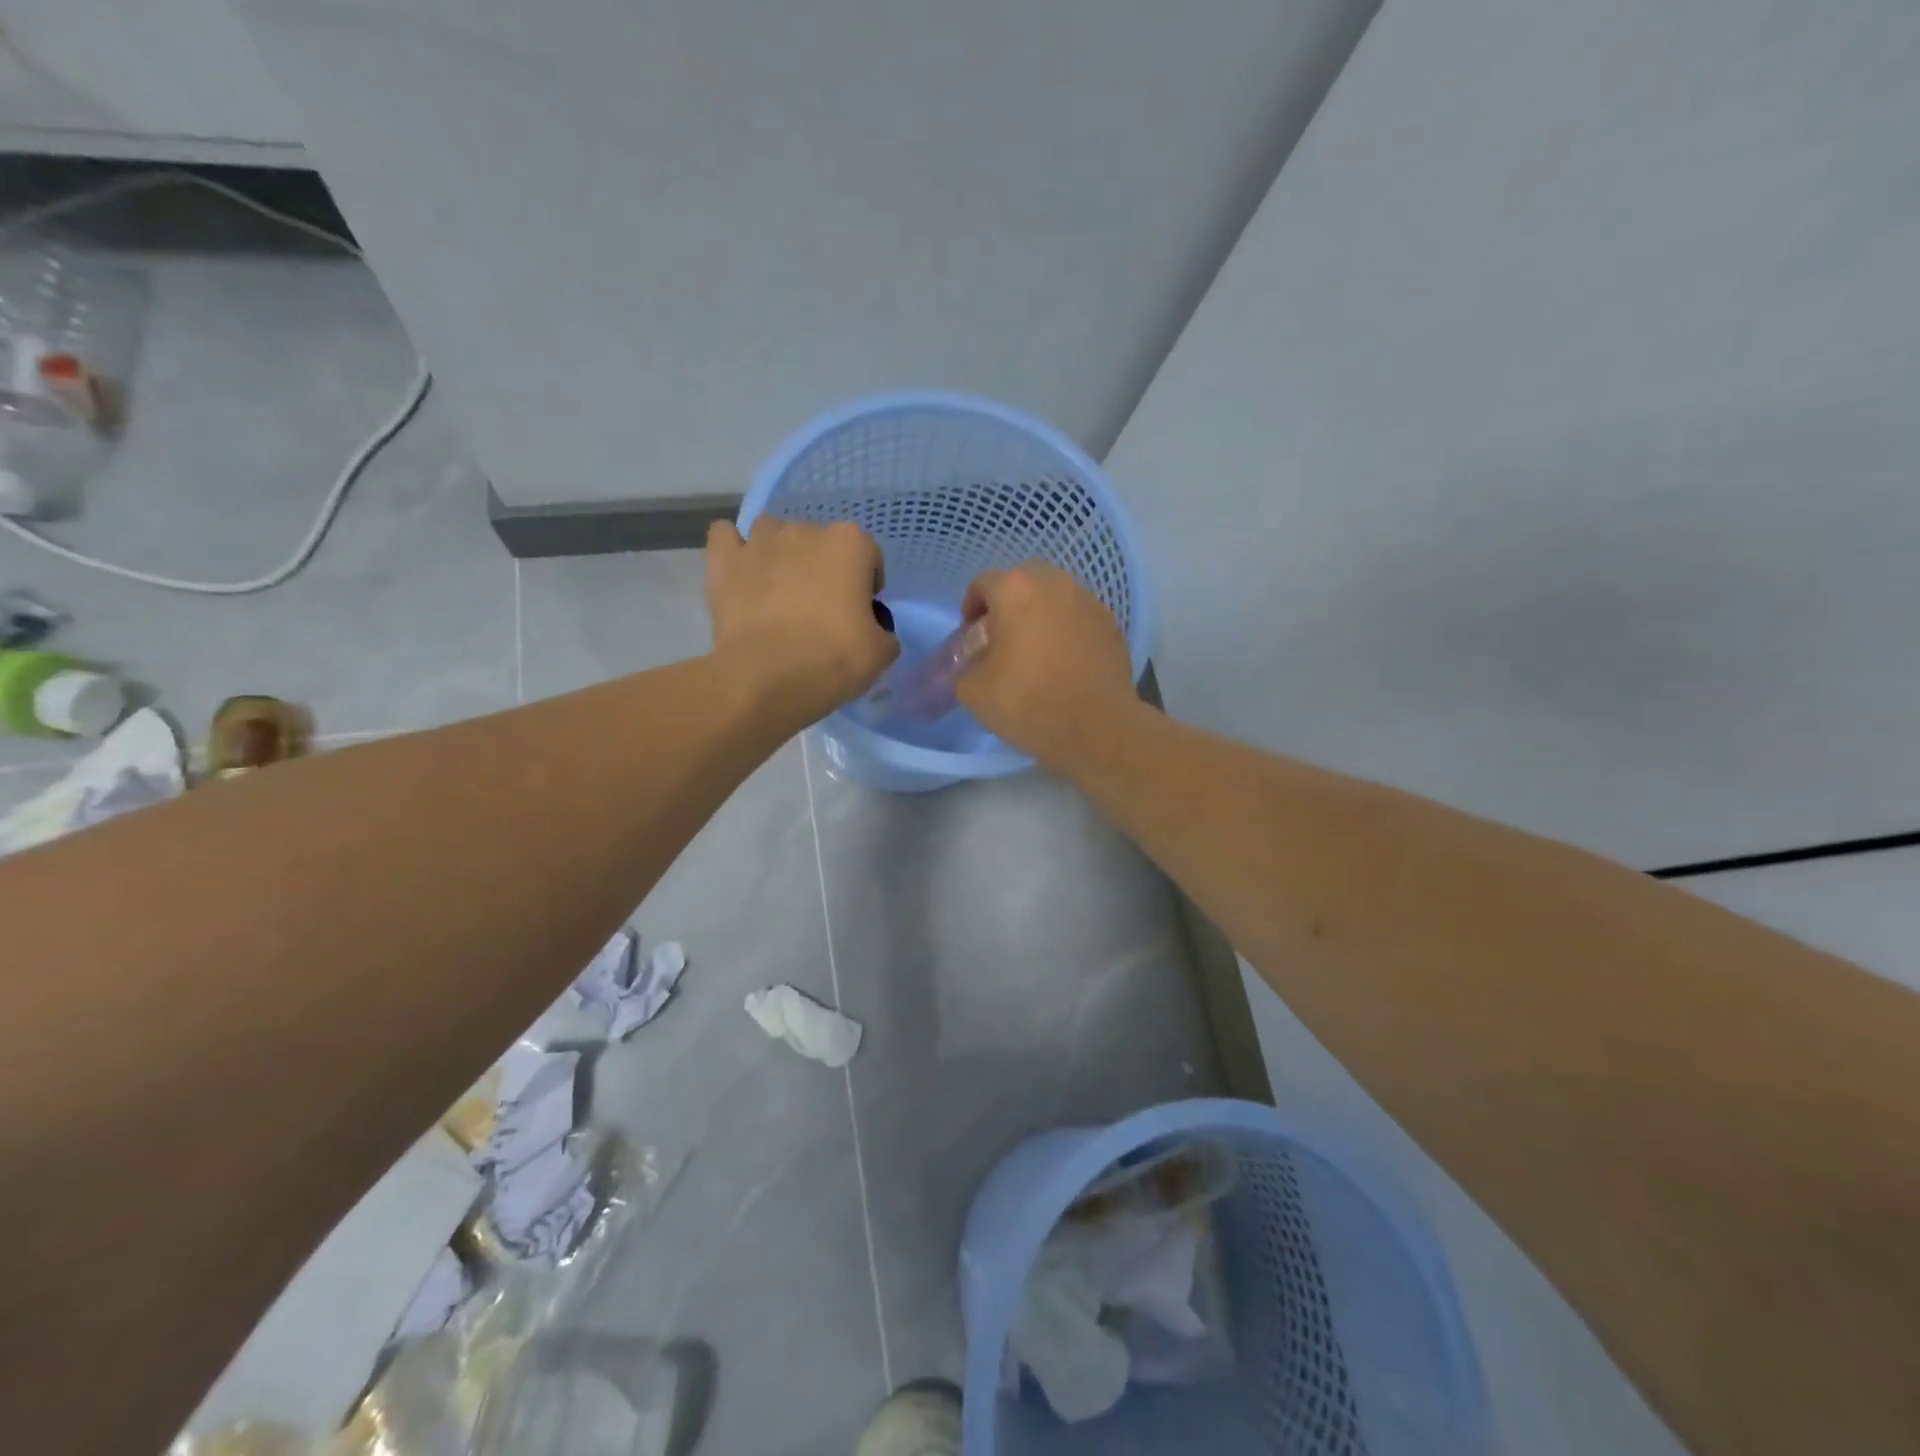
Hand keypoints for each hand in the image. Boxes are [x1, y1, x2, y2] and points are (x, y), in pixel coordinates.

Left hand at [706, 518, 898, 725]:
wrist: (768, 677)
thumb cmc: (834, 659)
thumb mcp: (881, 653)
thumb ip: (883, 632)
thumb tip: (873, 631)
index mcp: (850, 543)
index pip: (868, 556)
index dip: (866, 585)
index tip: (860, 614)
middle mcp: (806, 530)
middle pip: (819, 543)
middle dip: (822, 569)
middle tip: (820, 611)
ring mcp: (760, 541)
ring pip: (773, 533)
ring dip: (779, 555)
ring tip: (778, 594)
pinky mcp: (724, 560)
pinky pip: (726, 537)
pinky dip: (734, 551)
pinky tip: (740, 575)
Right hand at [955, 562, 1137, 769]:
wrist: (1097, 729)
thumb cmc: (1028, 703)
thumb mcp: (973, 691)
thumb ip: (964, 667)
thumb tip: (973, 663)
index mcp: (1016, 590)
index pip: (983, 584)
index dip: (971, 609)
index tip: (971, 638)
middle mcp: (1055, 583)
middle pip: (1022, 583)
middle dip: (1007, 606)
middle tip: (1001, 640)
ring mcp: (1089, 602)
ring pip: (1055, 598)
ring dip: (1040, 615)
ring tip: (1034, 651)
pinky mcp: (1112, 625)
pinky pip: (1079, 618)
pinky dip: (1067, 630)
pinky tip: (1064, 662)